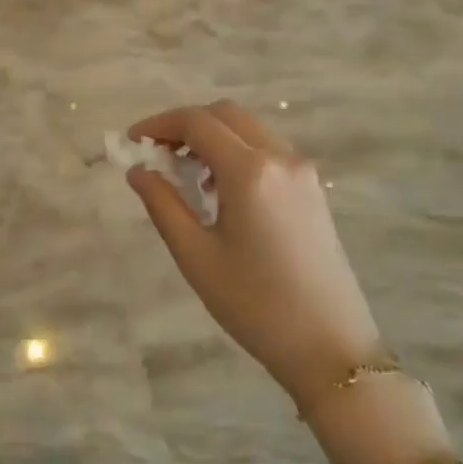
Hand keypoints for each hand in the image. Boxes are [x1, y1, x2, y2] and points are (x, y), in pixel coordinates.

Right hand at [125, 101, 382, 409]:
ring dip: (213, 137)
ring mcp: (302, 172)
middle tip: (157, 153)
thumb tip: (139, 170)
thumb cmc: (255, 304)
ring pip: (249, 130)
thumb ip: (162, 204)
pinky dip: (237, 153)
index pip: (196, 122)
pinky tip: (221, 191)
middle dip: (185, 124)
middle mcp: (280, 158)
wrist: (331, 348)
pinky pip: (267, 151)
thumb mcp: (196, 255)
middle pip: (225, 115)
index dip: (158, 124)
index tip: (132, 141)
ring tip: (185, 175)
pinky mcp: (313, 190)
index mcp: (250, 171)